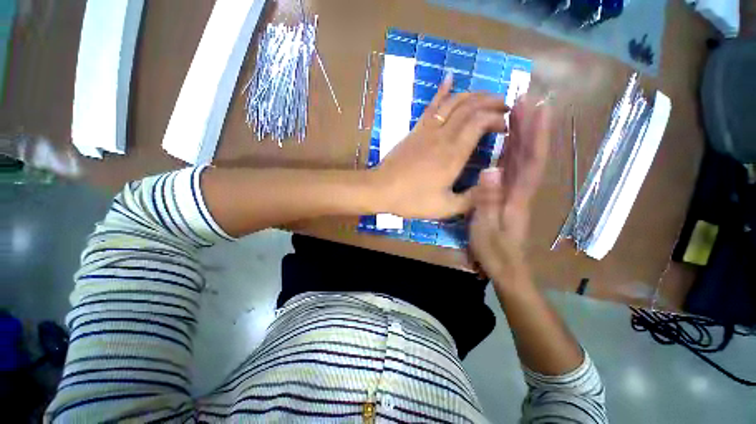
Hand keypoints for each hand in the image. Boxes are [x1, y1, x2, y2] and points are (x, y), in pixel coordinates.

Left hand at [372, 74, 508, 218]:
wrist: (381, 189)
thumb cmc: (411, 199)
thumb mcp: (445, 207)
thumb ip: (471, 199)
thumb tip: (491, 185)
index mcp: (453, 154)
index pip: (480, 123)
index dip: (496, 119)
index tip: (505, 127)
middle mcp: (443, 136)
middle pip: (470, 108)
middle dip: (491, 103)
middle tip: (504, 107)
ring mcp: (427, 130)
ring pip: (453, 102)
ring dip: (473, 95)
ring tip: (486, 96)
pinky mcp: (415, 130)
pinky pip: (431, 106)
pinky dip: (442, 91)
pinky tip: (449, 78)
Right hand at [469, 95, 550, 279]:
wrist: (505, 269)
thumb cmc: (494, 251)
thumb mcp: (485, 228)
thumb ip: (487, 200)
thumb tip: (490, 170)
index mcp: (518, 196)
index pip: (532, 160)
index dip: (536, 133)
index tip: (537, 107)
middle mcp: (521, 190)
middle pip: (530, 154)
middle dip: (531, 127)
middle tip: (526, 100)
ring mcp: (515, 193)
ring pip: (522, 160)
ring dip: (523, 136)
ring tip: (518, 114)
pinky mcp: (507, 198)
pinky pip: (512, 171)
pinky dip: (512, 154)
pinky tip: (507, 144)